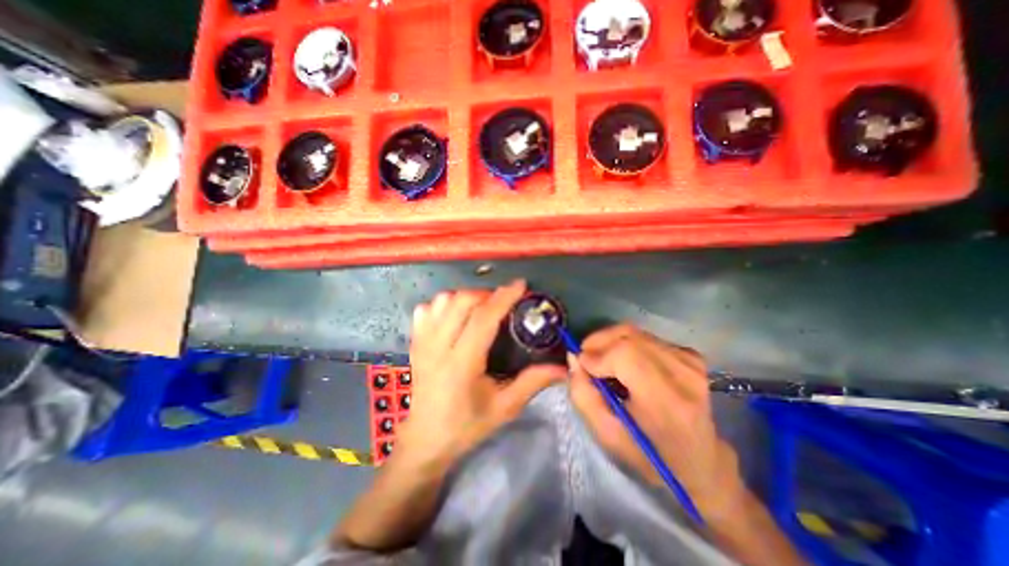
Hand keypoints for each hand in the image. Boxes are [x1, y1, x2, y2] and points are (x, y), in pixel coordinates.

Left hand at [395, 279, 566, 467]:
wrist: (425, 440)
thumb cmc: (466, 425)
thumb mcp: (504, 408)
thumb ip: (533, 383)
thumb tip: (562, 368)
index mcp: (461, 364)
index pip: (483, 319)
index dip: (503, 297)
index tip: (520, 285)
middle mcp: (438, 347)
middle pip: (461, 302)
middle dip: (486, 294)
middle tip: (503, 301)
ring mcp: (422, 343)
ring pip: (442, 301)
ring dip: (466, 297)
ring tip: (481, 307)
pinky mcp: (414, 343)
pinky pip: (426, 309)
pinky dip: (443, 304)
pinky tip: (455, 315)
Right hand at [571, 323, 742, 521]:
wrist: (699, 460)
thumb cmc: (648, 454)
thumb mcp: (606, 434)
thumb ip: (583, 394)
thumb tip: (574, 357)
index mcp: (667, 403)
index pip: (626, 355)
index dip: (597, 354)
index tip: (582, 366)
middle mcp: (684, 374)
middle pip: (628, 336)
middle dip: (598, 343)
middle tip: (586, 360)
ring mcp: (690, 360)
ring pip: (633, 332)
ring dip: (609, 342)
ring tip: (602, 362)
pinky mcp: (689, 353)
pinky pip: (644, 336)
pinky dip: (624, 343)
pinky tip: (623, 363)